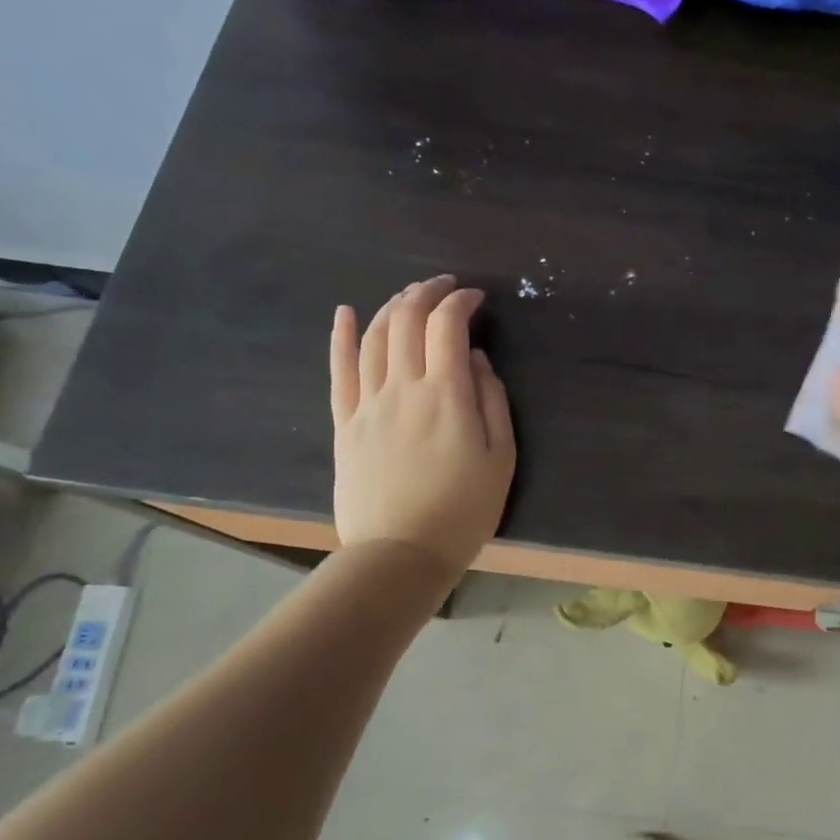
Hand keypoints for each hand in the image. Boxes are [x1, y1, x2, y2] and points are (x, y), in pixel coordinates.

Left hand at [329, 276, 515, 568]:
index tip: (477, 298)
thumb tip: (476, 359)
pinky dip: (342, 336)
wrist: (400, 553)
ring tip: (410, 296)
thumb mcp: (500, 457)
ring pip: (374, 338)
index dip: (461, 302)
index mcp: (446, 395)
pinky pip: (339, 370)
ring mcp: (368, 403)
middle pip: (406, 321)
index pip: (447, 327)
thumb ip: (492, 401)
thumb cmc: (462, 509)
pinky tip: (346, 313)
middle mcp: (402, 388)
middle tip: (444, 285)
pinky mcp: (345, 423)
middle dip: (426, 293)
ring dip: (392, 307)